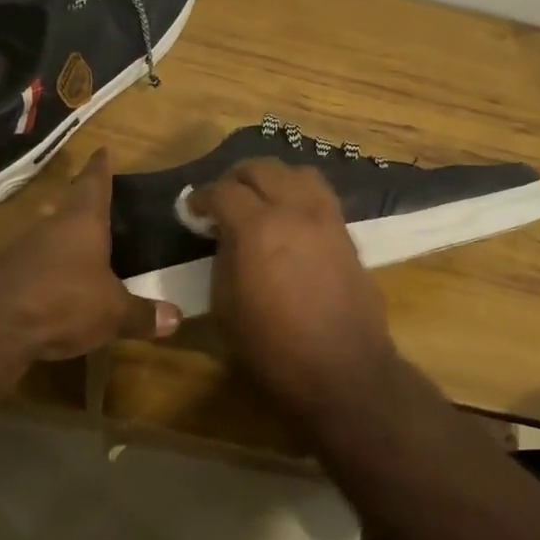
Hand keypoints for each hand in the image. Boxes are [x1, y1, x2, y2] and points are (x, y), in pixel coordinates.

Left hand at [0, 150, 180, 381]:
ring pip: (48, 238)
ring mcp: (20, 251)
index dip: (100, 168)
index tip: (102, 150)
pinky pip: (32, 268)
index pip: (94, 184)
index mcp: (82, 222)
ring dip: (63, 242)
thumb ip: (142, 314)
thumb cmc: (63, 301)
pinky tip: (55, 290)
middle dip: (82, 205)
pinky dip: (47, 274)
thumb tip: (177, 318)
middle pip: (68, 208)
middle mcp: (50, 228)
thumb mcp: (112, 313)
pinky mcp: (1, 278)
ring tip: (82, 250)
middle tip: (98, 201)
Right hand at [185, 159, 396, 413]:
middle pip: (261, 168)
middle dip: (236, 178)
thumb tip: (224, 237)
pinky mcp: (346, 232)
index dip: (202, 197)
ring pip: (297, 172)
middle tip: (223, 199)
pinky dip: (299, 193)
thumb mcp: (225, 306)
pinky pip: (320, 194)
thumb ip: (222, 259)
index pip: (222, 191)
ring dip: (273, 178)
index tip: (193, 210)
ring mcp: (325, 217)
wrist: (342, 370)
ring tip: (261, 199)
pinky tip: (290, 216)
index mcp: (256, 228)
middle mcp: (293, 210)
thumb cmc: (272, 347)